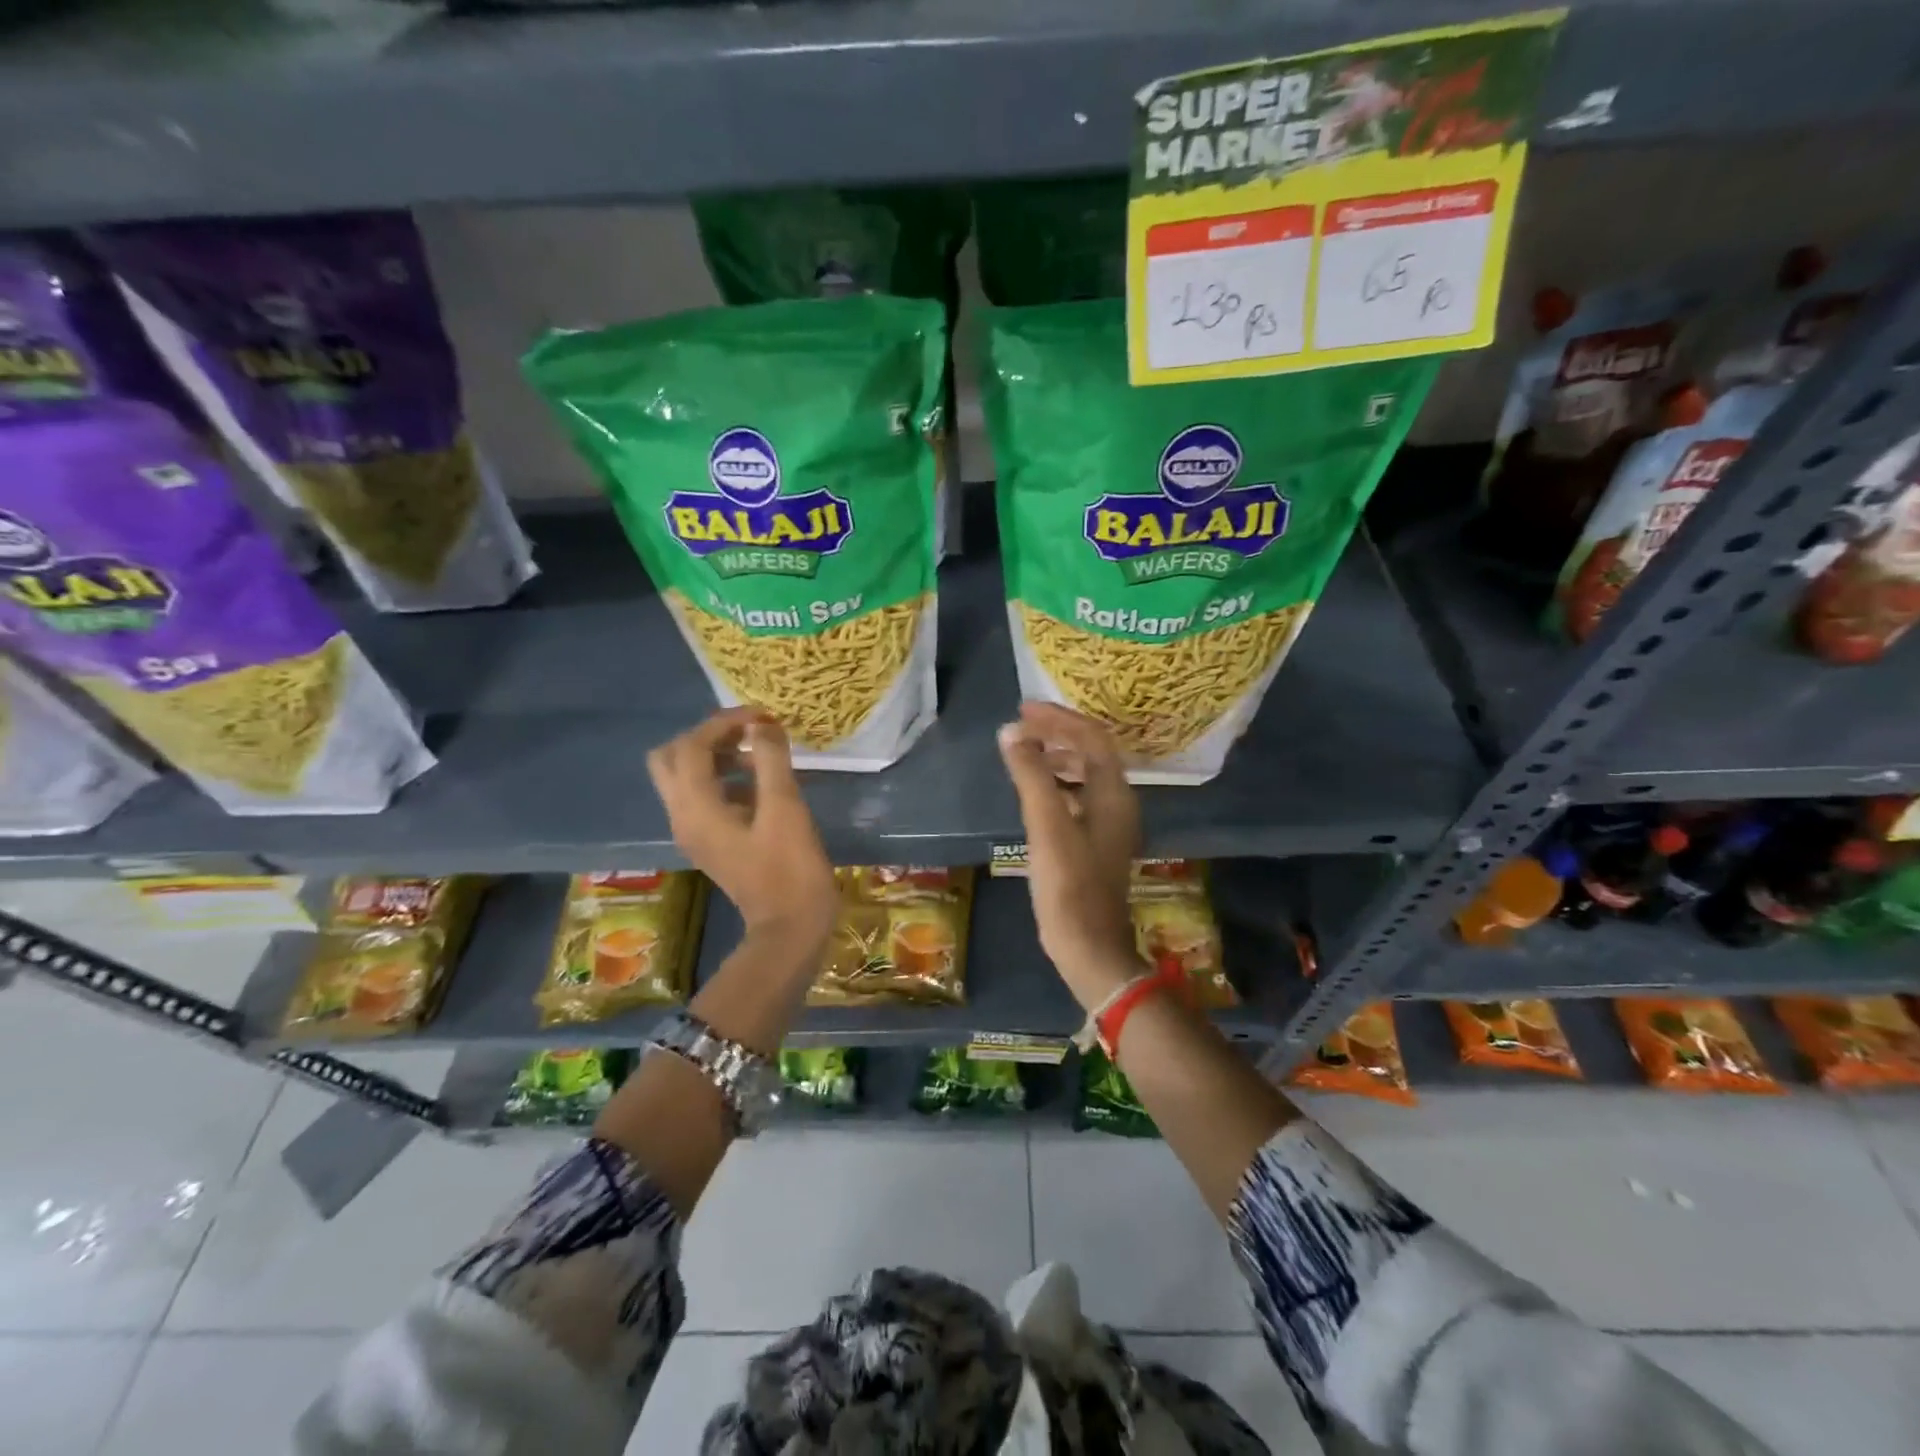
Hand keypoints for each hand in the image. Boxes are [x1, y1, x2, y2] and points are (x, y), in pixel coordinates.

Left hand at [648, 707, 836, 950]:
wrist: (790, 928)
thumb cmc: (790, 867)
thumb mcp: (785, 808)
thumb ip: (771, 760)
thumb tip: (761, 724)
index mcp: (695, 807)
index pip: (692, 746)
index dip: (724, 722)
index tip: (763, 717)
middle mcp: (683, 816)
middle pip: (671, 758)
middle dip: (707, 737)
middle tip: (748, 734)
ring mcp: (693, 832)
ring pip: (685, 777)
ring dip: (715, 756)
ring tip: (759, 754)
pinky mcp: (709, 842)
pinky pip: (702, 798)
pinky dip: (723, 779)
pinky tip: (761, 784)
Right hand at [997, 702, 1143, 1009]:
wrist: (1089, 946)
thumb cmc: (1069, 885)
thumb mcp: (1047, 826)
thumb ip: (1031, 776)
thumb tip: (1011, 733)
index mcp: (1113, 794)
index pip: (1092, 737)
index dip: (1059, 719)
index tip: (1023, 710)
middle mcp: (1117, 803)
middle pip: (1091, 752)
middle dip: (1057, 733)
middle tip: (1020, 726)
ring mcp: (1107, 825)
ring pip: (1084, 774)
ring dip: (1056, 756)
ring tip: (1023, 751)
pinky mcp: (1094, 843)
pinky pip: (1077, 797)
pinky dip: (1056, 783)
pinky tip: (1033, 791)